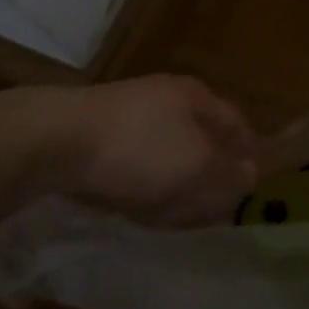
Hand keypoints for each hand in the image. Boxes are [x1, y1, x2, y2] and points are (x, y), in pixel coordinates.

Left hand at [49, 76, 258, 226]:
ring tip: (176, 212)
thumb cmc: (139, 148)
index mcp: (196, 96)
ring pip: (168, 151)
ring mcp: (130, 114)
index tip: (253, 183)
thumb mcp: (197, 166)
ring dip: (177, 180)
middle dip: (210, 170)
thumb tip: (251, 175)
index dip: (248, 153)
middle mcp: (166, 98)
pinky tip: (137, 204)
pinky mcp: (100, 134)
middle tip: (215, 204)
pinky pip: (136, 161)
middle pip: (201, 136)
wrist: (56, 140)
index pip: (236, 123)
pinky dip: (144, 182)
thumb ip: (228, 173)